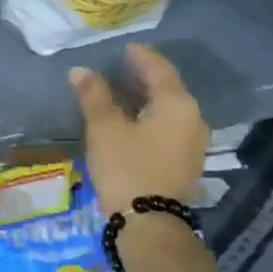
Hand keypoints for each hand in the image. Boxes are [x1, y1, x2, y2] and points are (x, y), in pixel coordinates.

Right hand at [69, 44, 208, 212]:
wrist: (150, 224)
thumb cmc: (127, 167)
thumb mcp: (105, 128)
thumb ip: (94, 95)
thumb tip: (81, 71)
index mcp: (177, 104)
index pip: (159, 68)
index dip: (140, 55)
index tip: (124, 47)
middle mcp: (191, 118)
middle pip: (166, 88)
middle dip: (141, 76)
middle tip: (116, 66)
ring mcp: (191, 142)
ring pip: (165, 109)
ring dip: (142, 98)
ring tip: (116, 91)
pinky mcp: (183, 161)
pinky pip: (165, 126)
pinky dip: (146, 116)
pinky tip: (127, 119)